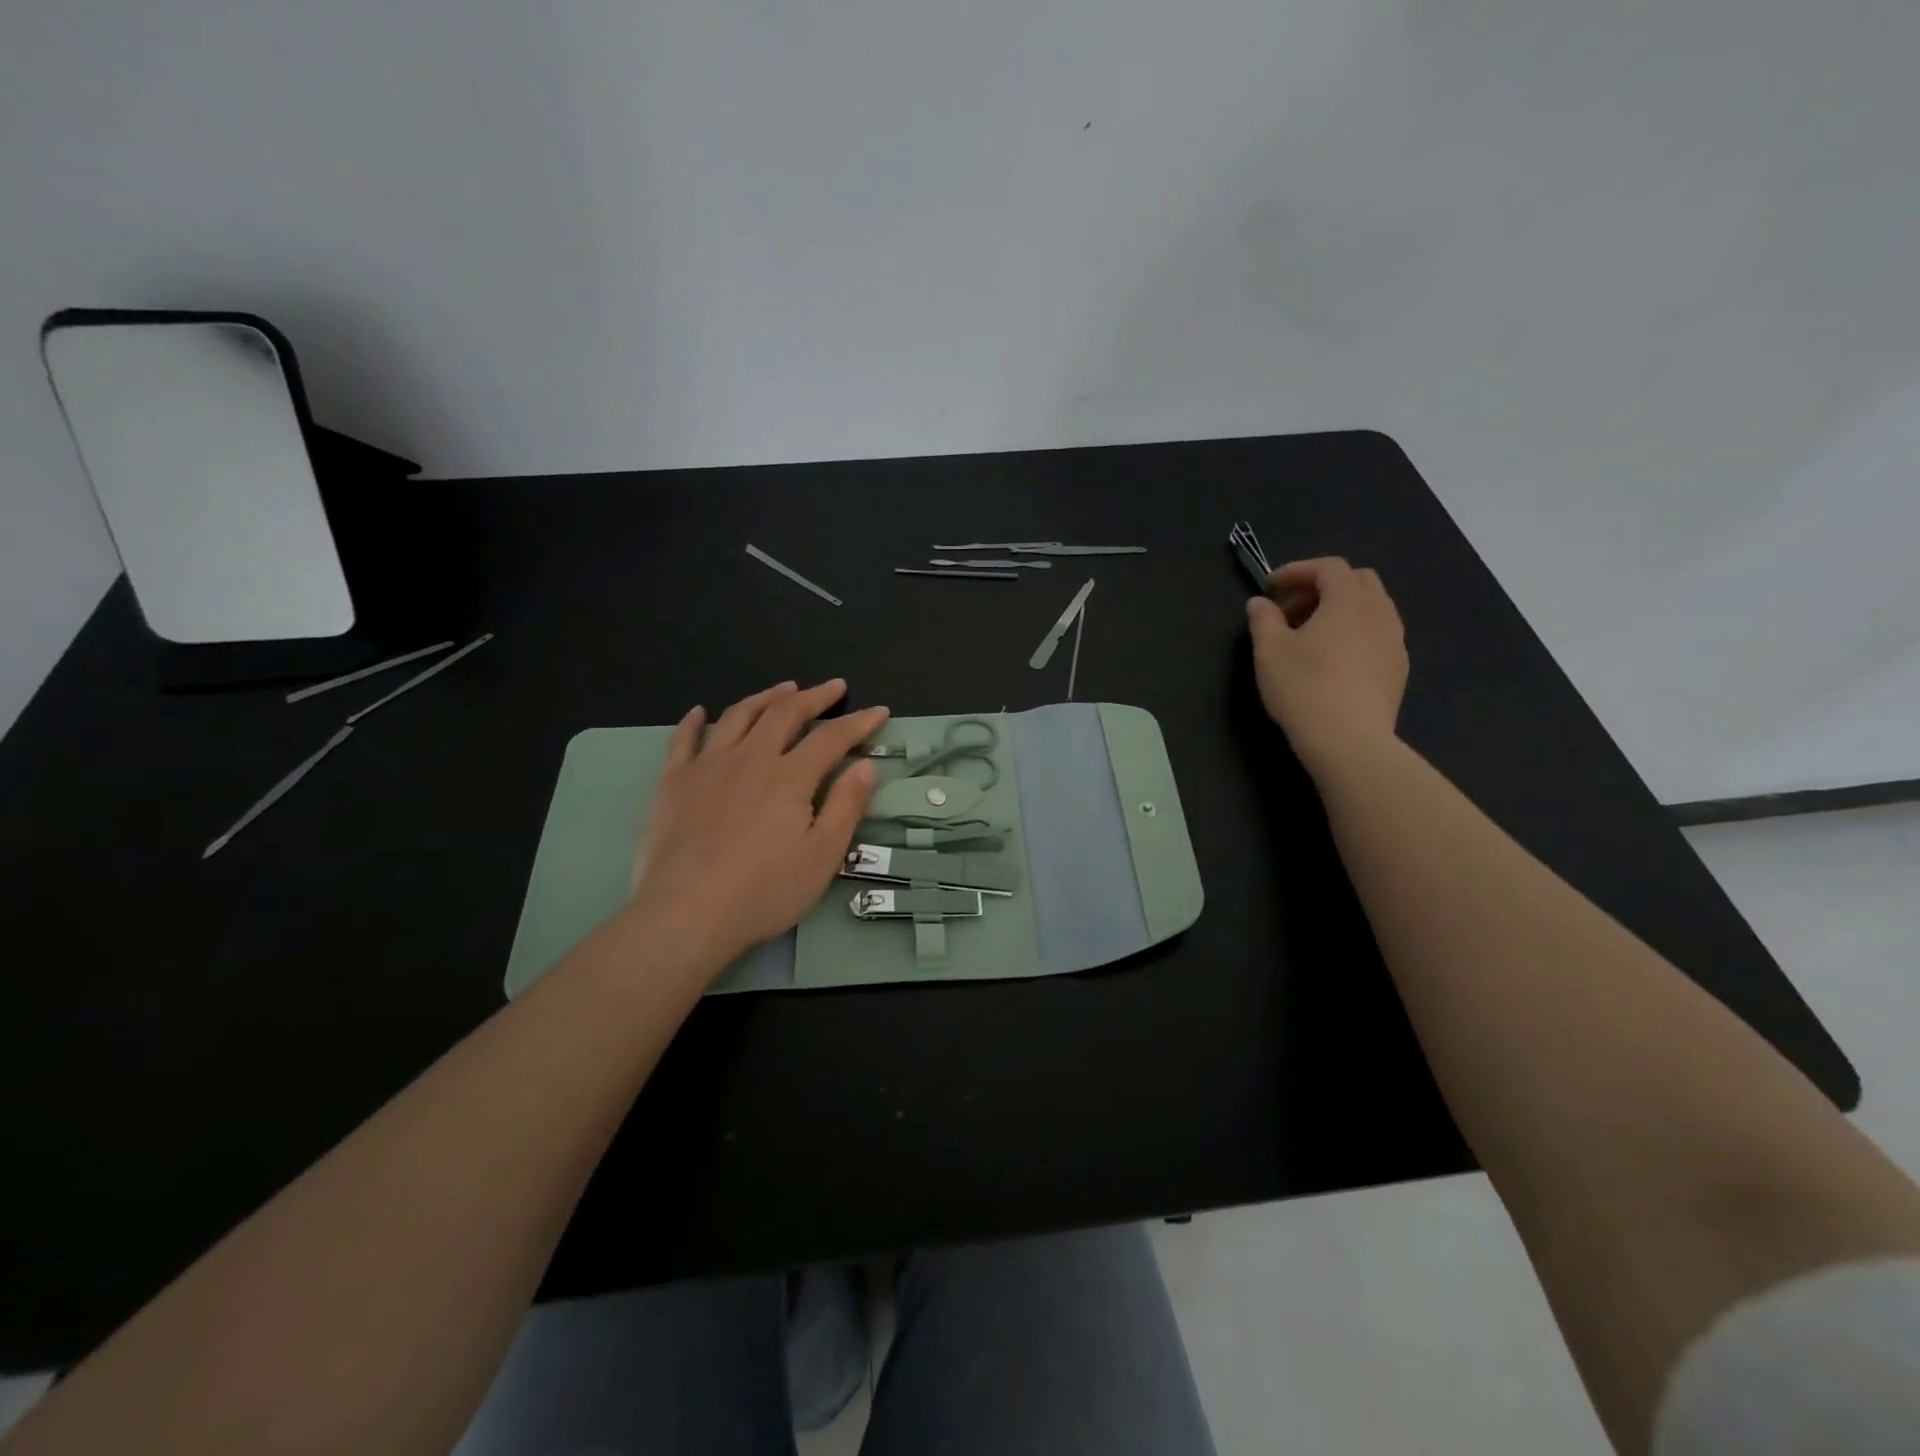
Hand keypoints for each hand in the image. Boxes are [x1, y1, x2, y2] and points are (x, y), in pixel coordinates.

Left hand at [629, 680, 889, 974]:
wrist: (686, 914)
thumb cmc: (764, 891)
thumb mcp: (822, 856)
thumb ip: (846, 806)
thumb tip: (866, 766)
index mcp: (790, 777)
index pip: (832, 738)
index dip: (859, 722)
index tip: (879, 710)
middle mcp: (750, 758)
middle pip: (785, 713)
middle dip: (814, 696)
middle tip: (833, 687)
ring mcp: (707, 766)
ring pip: (738, 716)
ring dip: (765, 697)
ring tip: (782, 688)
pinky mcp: (674, 782)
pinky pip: (684, 740)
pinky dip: (694, 721)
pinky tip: (700, 711)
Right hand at [1247, 558, 1406, 775]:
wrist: (1349, 740)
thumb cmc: (1304, 688)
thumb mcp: (1269, 651)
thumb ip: (1263, 619)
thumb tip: (1260, 603)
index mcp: (1348, 600)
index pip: (1328, 567)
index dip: (1297, 571)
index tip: (1270, 588)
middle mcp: (1380, 612)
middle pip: (1357, 581)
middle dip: (1322, 587)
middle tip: (1291, 610)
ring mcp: (1395, 641)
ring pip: (1370, 608)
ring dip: (1339, 610)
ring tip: (1310, 636)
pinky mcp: (1398, 668)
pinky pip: (1377, 634)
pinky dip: (1354, 633)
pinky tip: (1332, 660)